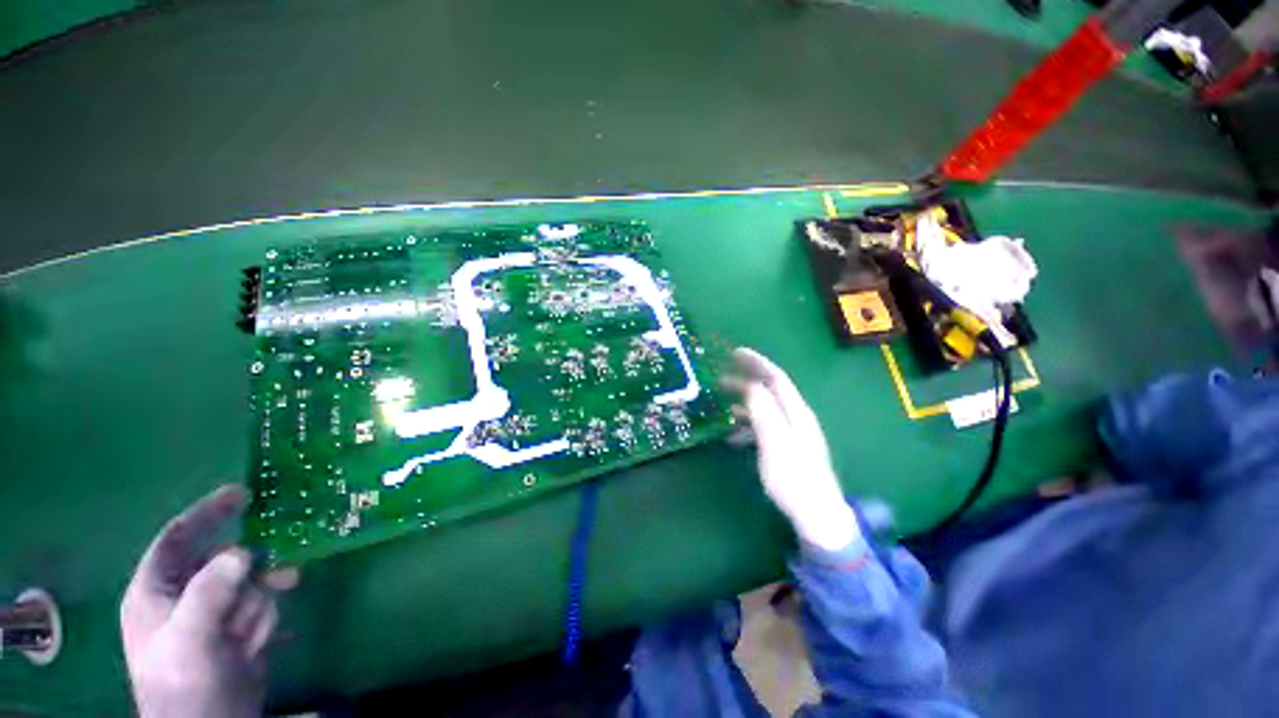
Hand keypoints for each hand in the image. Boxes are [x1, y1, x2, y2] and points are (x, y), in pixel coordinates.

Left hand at [121, 485, 294, 717]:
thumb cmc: (185, 681)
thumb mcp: (191, 637)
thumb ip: (211, 590)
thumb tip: (244, 551)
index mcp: (156, 590)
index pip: (177, 537)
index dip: (207, 513)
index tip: (244, 493)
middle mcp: (182, 596)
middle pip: (223, 561)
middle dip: (250, 573)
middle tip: (281, 573)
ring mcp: (211, 614)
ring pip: (247, 585)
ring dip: (257, 606)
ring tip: (251, 634)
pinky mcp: (235, 629)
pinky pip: (260, 606)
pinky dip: (263, 621)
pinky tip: (257, 644)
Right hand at [725, 348, 859, 551]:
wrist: (816, 514)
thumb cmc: (793, 477)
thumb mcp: (774, 441)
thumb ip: (763, 410)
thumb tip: (751, 385)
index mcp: (796, 411)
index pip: (776, 377)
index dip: (757, 362)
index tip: (735, 353)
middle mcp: (797, 417)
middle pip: (770, 391)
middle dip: (746, 381)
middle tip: (721, 379)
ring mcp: (793, 434)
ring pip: (765, 410)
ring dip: (745, 405)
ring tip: (723, 408)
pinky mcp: (788, 448)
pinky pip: (765, 428)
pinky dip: (748, 427)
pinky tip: (733, 438)